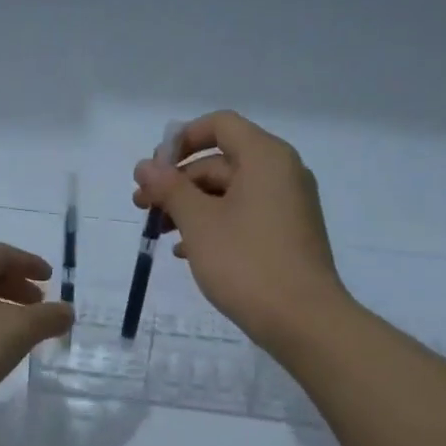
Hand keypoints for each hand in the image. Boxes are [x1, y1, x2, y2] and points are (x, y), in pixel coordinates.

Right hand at [132, 111, 350, 353]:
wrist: (302, 320)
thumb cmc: (246, 263)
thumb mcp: (199, 223)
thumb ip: (170, 189)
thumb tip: (146, 165)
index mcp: (265, 157)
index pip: (219, 125)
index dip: (180, 141)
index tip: (153, 170)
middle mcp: (282, 172)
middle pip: (221, 161)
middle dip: (179, 182)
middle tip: (143, 207)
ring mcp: (288, 205)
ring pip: (230, 192)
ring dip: (191, 207)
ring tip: (160, 233)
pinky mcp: (287, 235)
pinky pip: (245, 216)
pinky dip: (214, 225)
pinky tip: (187, 251)